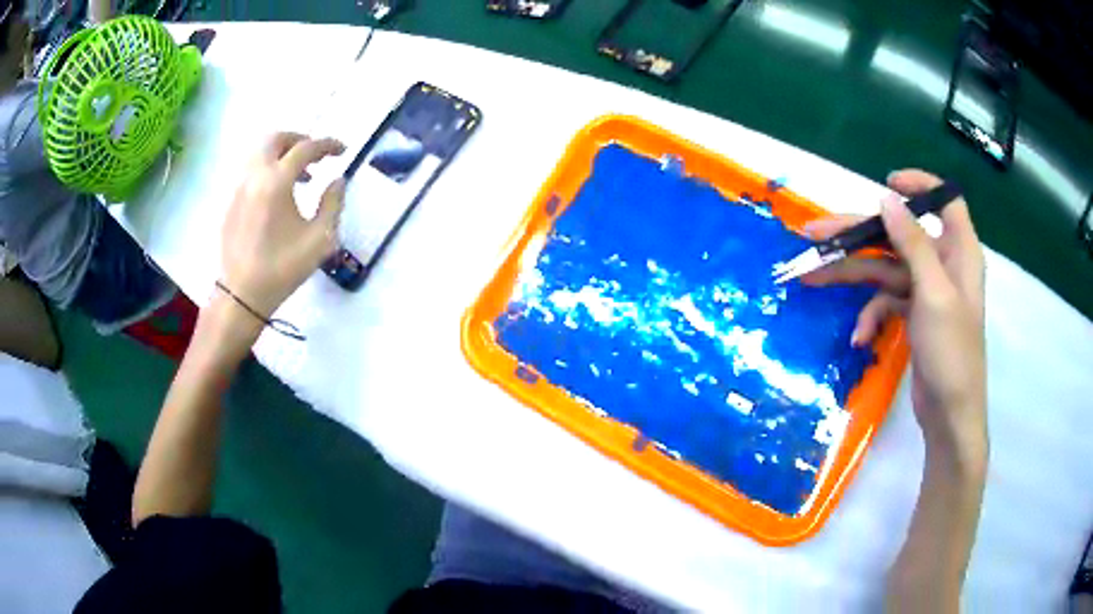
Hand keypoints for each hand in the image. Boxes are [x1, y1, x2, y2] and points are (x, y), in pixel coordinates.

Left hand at [221, 133, 346, 318]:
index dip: (327, 145)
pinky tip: (280, 194)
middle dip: (299, 139)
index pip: (305, 148)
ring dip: (283, 154)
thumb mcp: (320, 239)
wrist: (241, 294)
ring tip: (301, 176)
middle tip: (316, 154)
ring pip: (260, 153)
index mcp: (277, 181)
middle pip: (275, 139)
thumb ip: (333, 203)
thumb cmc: (283, 267)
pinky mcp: (231, 202)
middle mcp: (255, 176)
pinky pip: (252, 171)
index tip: (342, 151)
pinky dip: (269, 170)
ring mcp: (239, 187)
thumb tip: (338, 180)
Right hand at [805, 170, 986, 462]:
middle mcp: (943, 264)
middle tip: (815, 234)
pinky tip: (860, 337)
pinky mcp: (913, 315)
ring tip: (812, 278)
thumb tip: (886, 198)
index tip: (885, 185)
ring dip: (852, 275)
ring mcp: (926, 291)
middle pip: (899, 235)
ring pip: (885, 268)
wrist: (949, 416)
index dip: (919, 185)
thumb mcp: (933, 294)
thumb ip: (913, 244)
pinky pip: (886, 302)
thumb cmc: (952, 353)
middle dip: (858, 235)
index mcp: (958, 251)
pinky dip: (871, 315)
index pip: (945, 201)